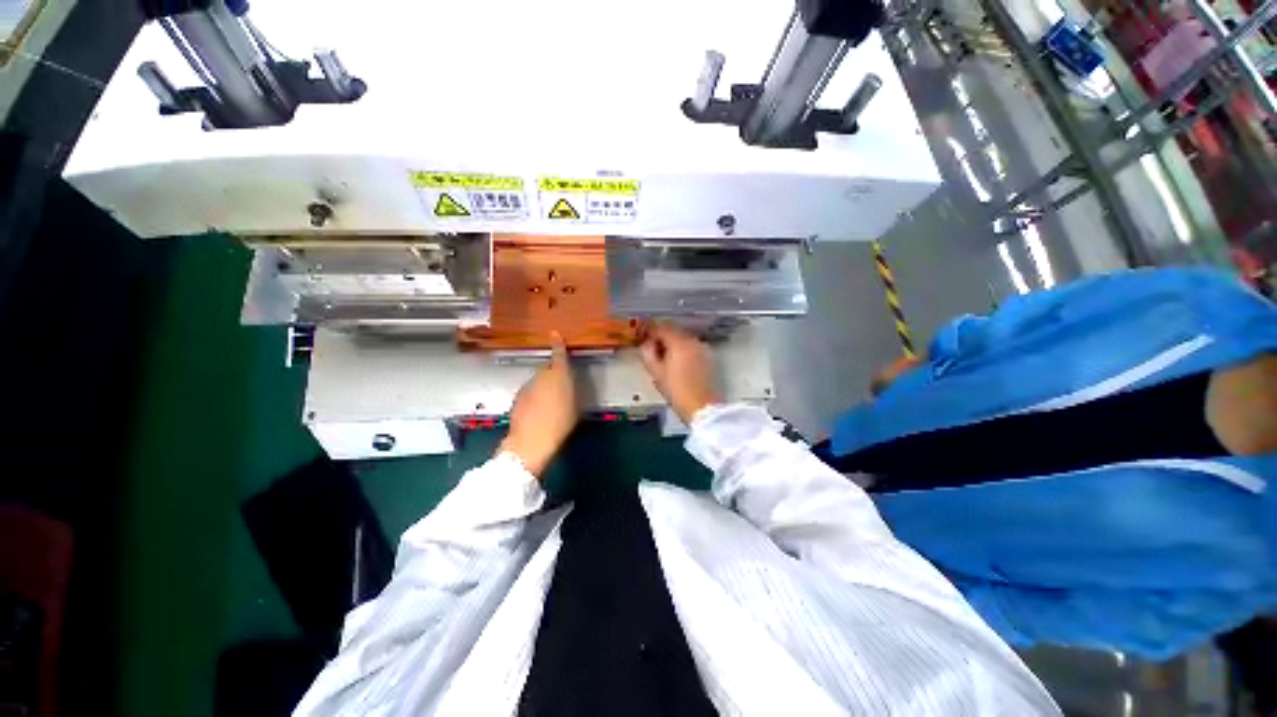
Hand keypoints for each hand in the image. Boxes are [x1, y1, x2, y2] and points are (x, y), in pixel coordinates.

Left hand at [499, 333, 577, 476]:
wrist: (531, 439)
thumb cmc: (560, 422)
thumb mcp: (575, 407)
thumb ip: (571, 391)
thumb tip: (567, 386)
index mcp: (559, 375)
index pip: (559, 354)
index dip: (558, 344)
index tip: (555, 333)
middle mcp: (542, 376)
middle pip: (547, 369)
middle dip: (553, 373)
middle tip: (559, 388)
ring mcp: (528, 386)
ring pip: (537, 381)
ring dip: (542, 387)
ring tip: (549, 404)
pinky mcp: (518, 397)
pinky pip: (529, 392)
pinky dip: (533, 397)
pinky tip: (537, 411)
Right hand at [640, 324, 720, 423]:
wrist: (702, 407)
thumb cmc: (677, 391)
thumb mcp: (656, 373)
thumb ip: (648, 353)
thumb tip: (646, 344)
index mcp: (679, 343)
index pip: (662, 328)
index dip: (650, 330)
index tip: (642, 334)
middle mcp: (693, 341)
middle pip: (674, 330)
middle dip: (662, 335)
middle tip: (651, 345)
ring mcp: (702, 348)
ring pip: (684, 338)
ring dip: (672, 341)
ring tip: (663, 354)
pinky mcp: (708, 357)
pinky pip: (691, 346)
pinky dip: (682, 348)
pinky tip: (676, 359)